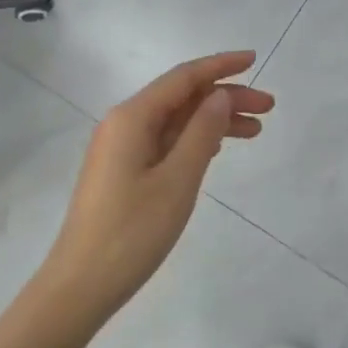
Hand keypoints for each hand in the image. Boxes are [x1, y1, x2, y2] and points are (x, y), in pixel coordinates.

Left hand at [39, 52, 273, 328]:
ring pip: (176, 120)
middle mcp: (124, 123)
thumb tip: (220, 95)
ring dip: (214, 120)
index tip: (254, 60)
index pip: (184, 77)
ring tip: (255, 130)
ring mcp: (121, 148)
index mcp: (133, 117)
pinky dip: (195, 139)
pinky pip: (165, 141)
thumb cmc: (132, 232)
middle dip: (225, 96)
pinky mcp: (123, 171)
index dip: (221, 65)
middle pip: (182, 97)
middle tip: (267, 107)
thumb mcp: (177, 180)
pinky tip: (218, 148)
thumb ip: (202, 132)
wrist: (80, 287)